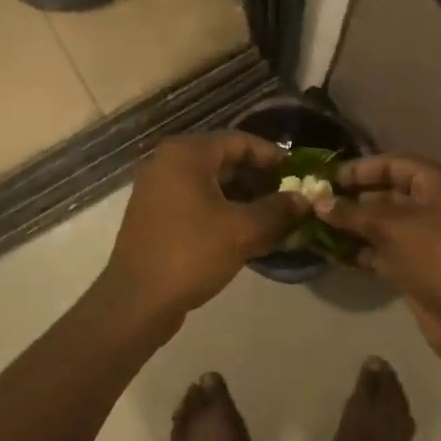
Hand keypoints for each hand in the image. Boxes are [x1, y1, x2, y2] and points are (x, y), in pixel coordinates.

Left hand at [100, 132, 308, 318]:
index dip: (272, 156)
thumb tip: (304, 199)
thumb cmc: (191, 254)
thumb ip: (277, 210)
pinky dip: (221, 208)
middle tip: (288, 195)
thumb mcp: (242, 231)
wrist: (137, 300)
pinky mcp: (154, 213)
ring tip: (272, 215)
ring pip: (210, 182)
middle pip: (224, 159)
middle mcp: (167, 161)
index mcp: (187, 154)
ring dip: (241, 195)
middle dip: (258, 177)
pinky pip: (195, 199)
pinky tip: (243, 230)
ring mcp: (157, 187)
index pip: (239, 141)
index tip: (297, 173)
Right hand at [318, 155, 440, 366]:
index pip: (395, 164)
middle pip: (389, 193)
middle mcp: (439, 205)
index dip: (360, 169)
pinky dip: (364, 251)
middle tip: (316, 204)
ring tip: (317, 229)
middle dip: (353, 199)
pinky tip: (333, 254)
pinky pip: (387, 251)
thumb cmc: (439, 256)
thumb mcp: (393, 227)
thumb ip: (353, 213)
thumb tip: (318, 202)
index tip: (326, 178)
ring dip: (354, 227)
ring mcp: (431, 238)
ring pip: (386, 225)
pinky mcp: (422, 267)